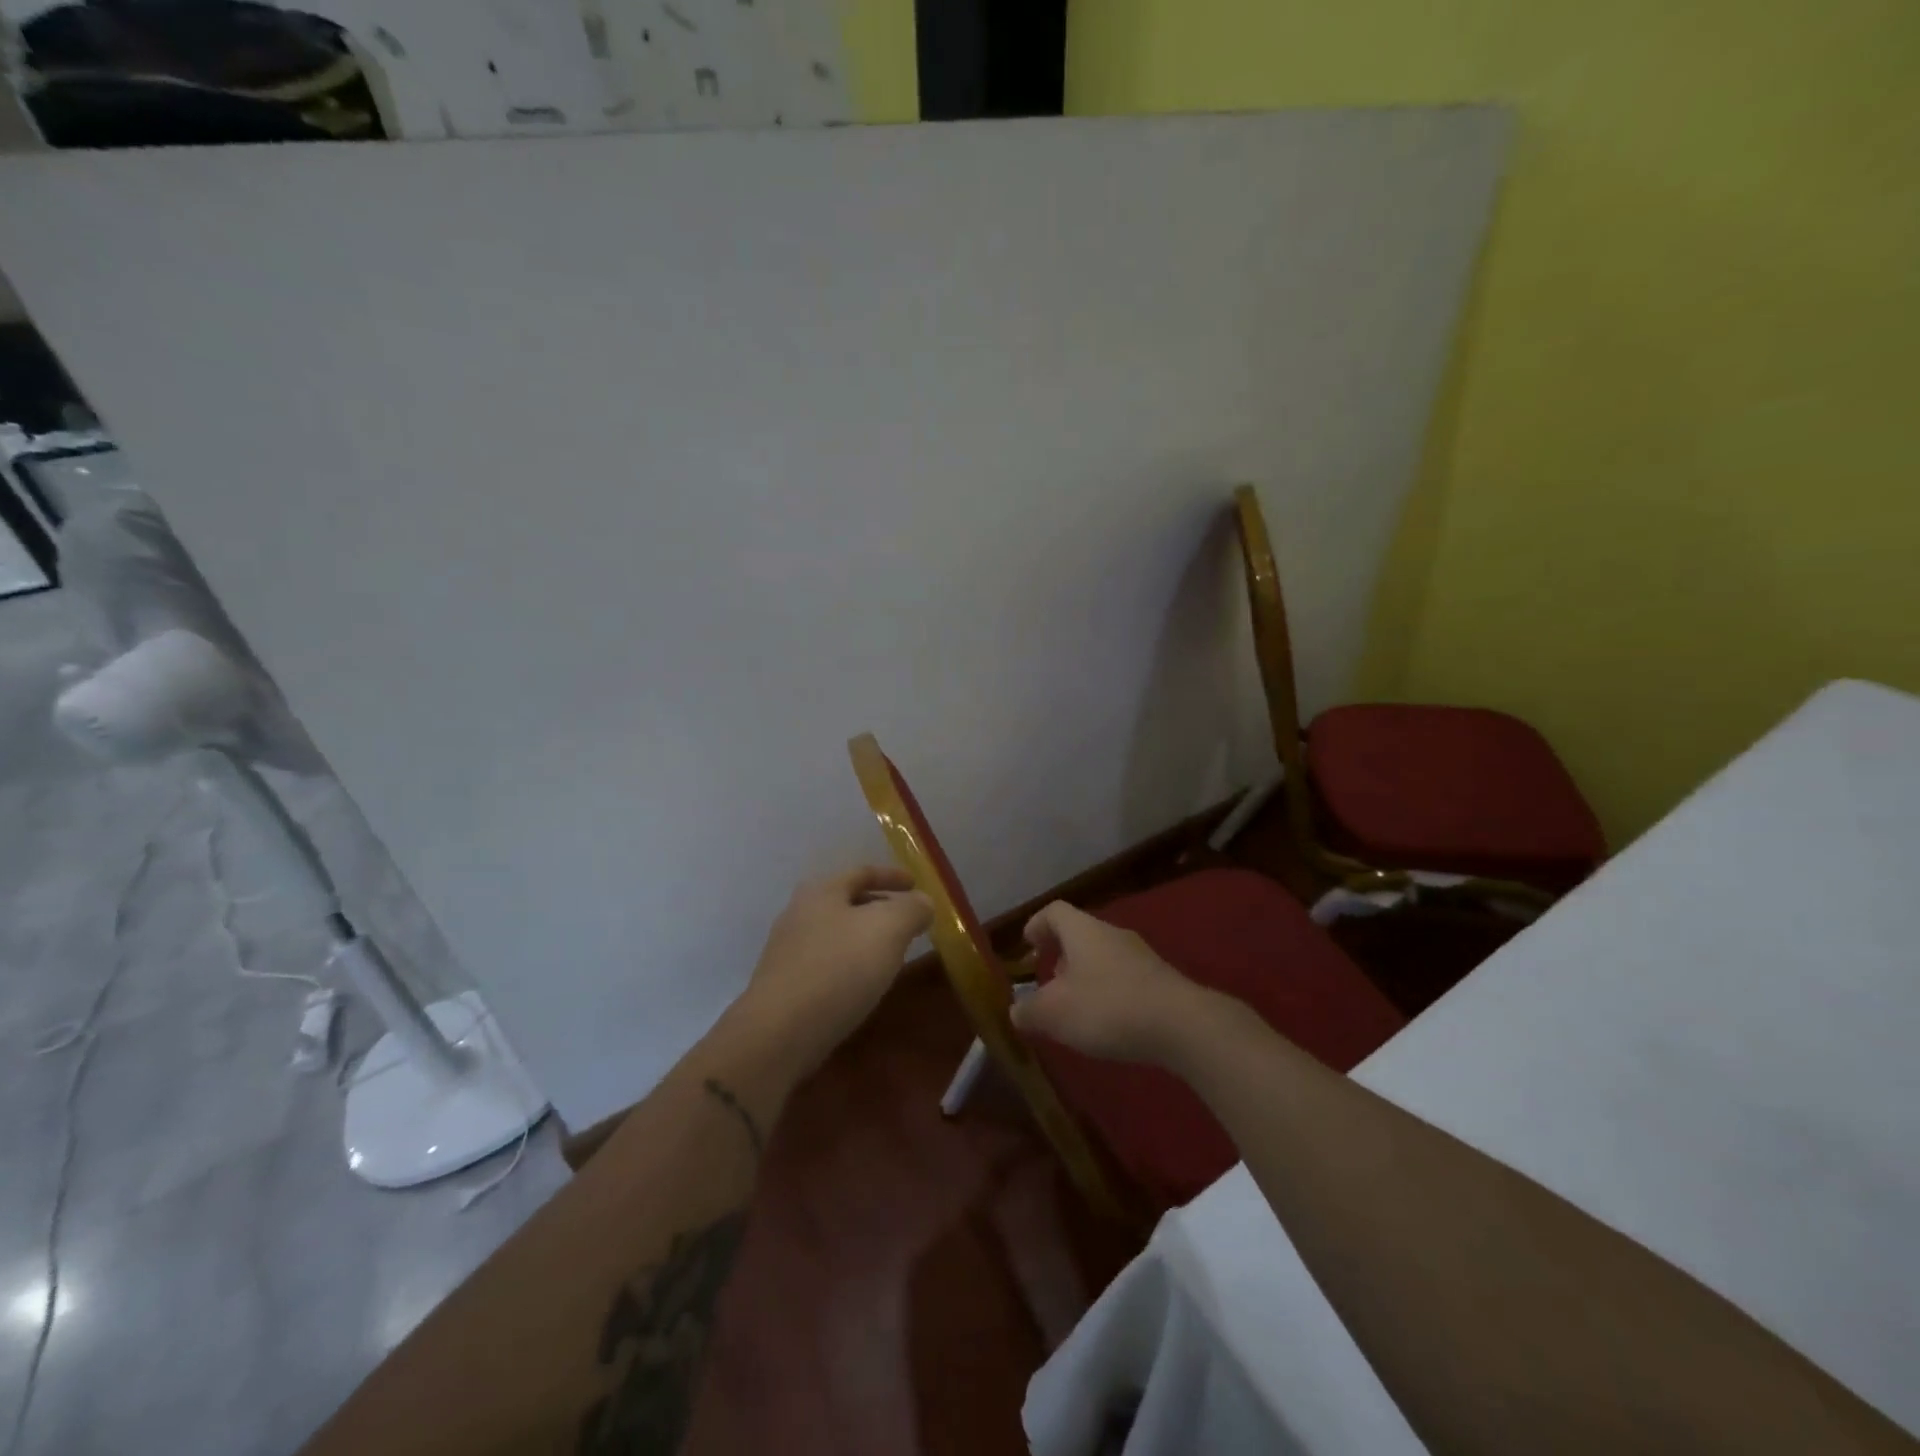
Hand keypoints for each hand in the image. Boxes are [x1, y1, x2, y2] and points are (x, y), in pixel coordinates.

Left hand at [734, 866, 930, 1076]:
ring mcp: (787, 951)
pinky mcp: (785, 985)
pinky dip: (850, 964)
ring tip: (892, 953)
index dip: (892, 875)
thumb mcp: (888, 929)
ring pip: (836, 933)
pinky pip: (827, 963)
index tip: (916, 884)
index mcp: (821, 891)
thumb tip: (922, 902)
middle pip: (846, 901)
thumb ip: (912, 909)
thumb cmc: (839, 969)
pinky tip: (864, 984)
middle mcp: (799, 913)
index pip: (862, 872)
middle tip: (908, 922)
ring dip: (865, 938)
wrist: (779, 1034)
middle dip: (879, 907)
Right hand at [1010, 901, 1208, 1064]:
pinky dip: (1109, 993)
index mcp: (1083, 930)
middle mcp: (1112, 934)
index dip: (1037, 925)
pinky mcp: (1161, 980)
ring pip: (1103, 957)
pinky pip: (1124, 978)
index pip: (1054, 911)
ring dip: (1085, 976)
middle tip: (1048, 983)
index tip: (1027, 945)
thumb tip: (1016, 1010)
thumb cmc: (1108, 1007)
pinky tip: (1108, 1023)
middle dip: (1061, 956)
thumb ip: (1028, 1010)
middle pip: (1080, 934)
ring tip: (1076, 1008)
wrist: (1182, 1025)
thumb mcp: (1054, 1014)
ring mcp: (1141, 955)